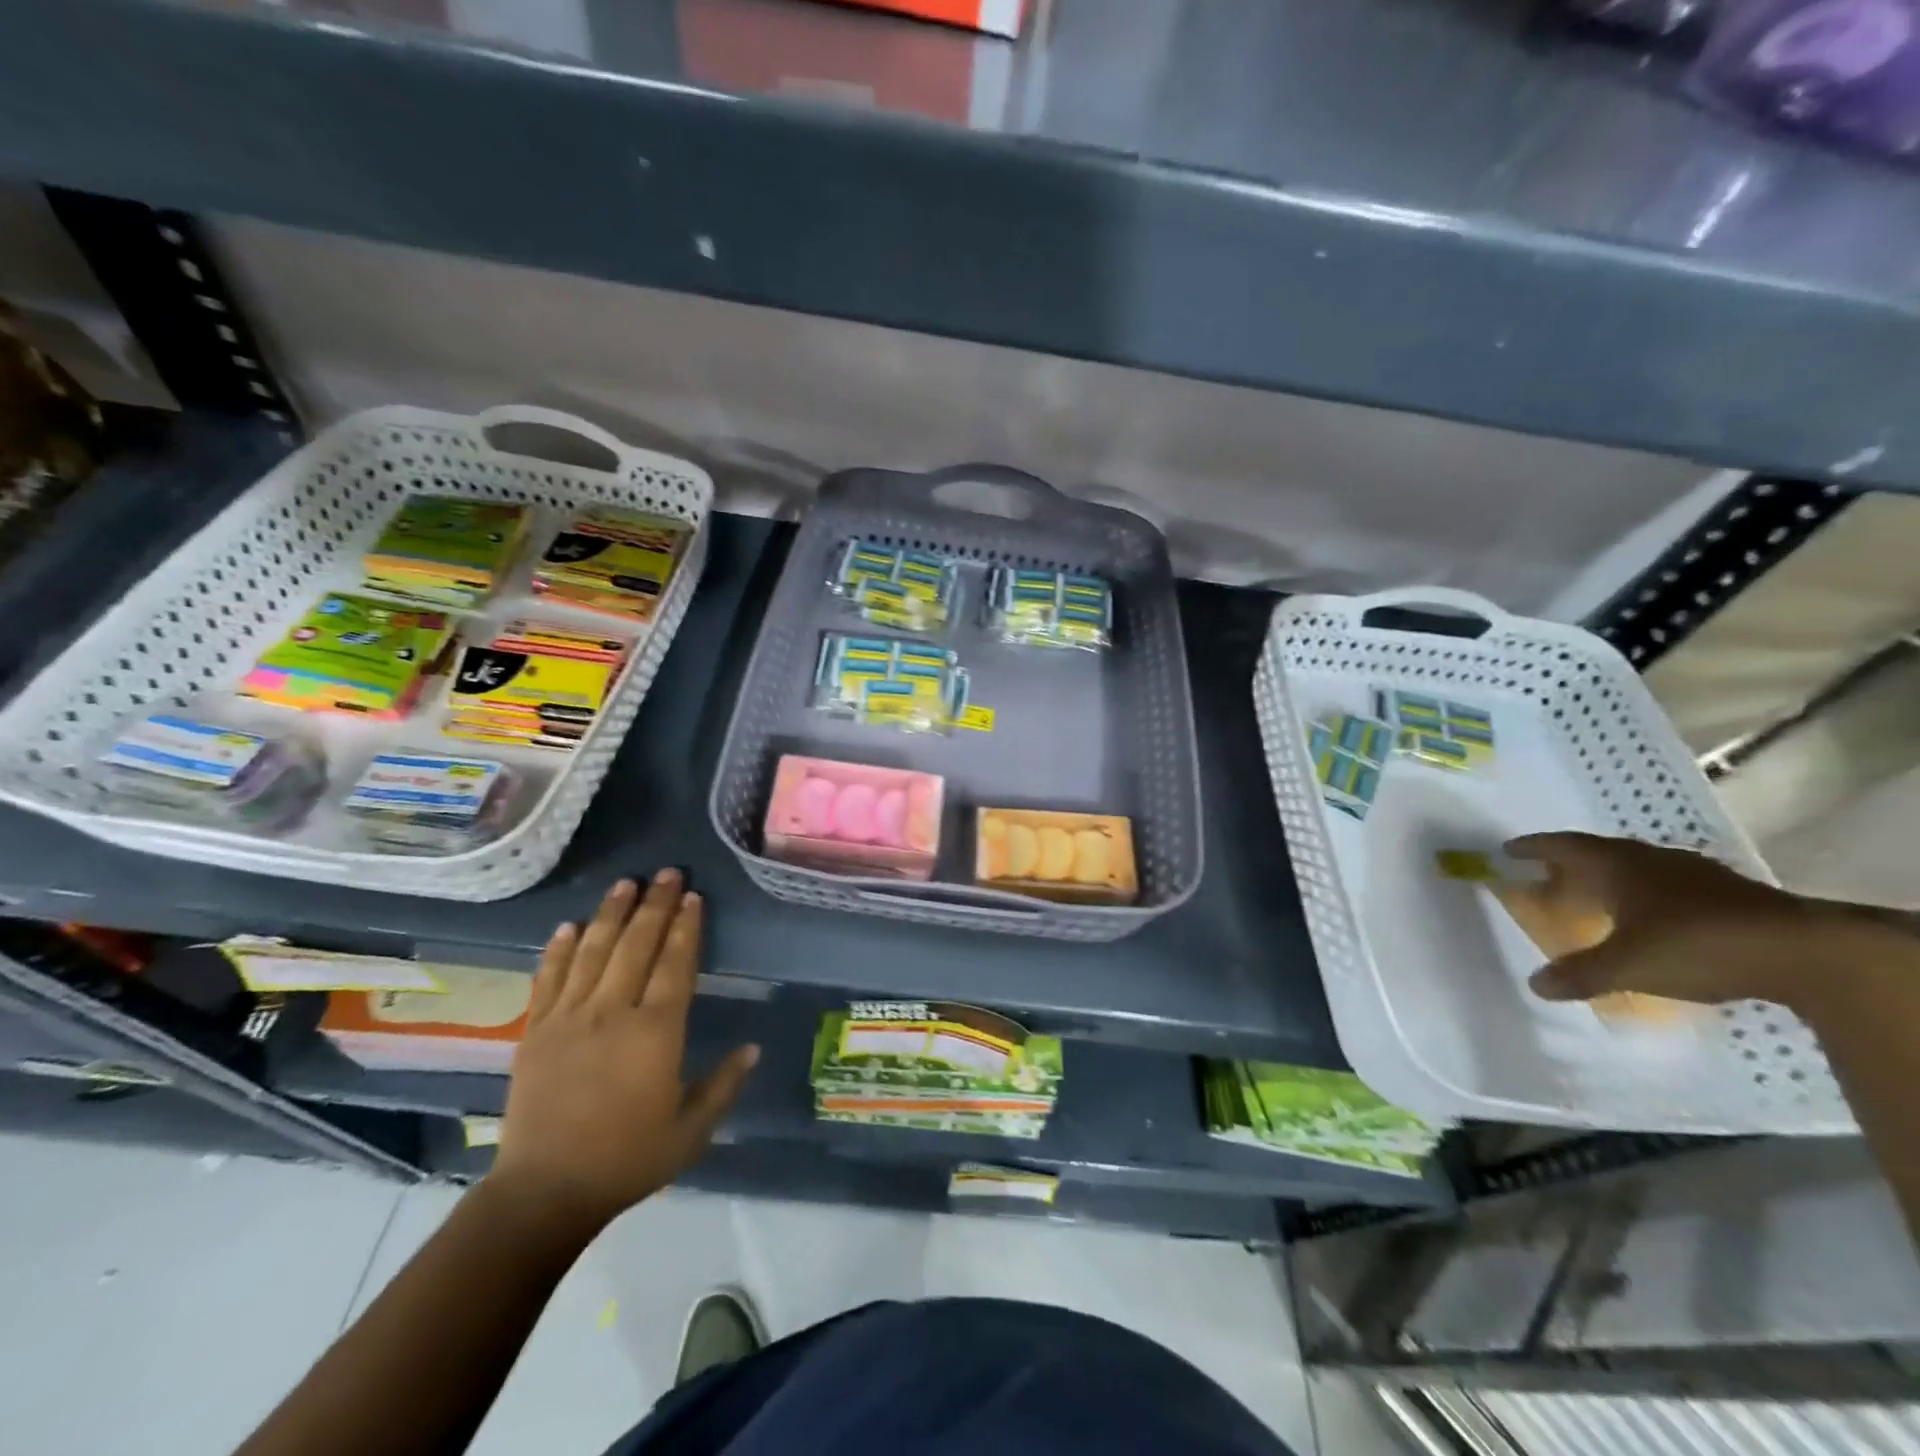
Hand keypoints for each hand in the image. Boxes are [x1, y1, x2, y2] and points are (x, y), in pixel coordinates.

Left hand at [492, 871, 757, 1230]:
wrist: (544, 1193)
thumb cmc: (627, 1160)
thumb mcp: (691, 1132)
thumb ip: (723, 1085)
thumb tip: (753, 1048)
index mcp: (656, 1032)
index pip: (675, 964)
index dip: (686, 928)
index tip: (693, 898)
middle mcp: (613, 1013)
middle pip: (636, 946)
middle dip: (654, 906)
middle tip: (667, 873)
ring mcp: (569, 1019)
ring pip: (594, 952)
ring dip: (611, 914)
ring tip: (625, 883)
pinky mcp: (535, 1032)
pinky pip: (549, 979)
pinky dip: (559, 949)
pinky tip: (569, 926)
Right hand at [1506, 832, 1878, 1012]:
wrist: (1806, 953)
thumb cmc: (1697, 946)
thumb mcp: (1629, 966)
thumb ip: (1580, 973)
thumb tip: (1534, 984)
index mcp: (1617, 866)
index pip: (1563, 847)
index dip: (1533, 848)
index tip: (1508, 850)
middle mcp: (1648, 860)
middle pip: (1597, 855)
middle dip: (1567, 866)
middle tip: (1545, 879)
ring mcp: (1692, 874)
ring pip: (1635, 869)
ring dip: (1608, 880)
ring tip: (1593, 899)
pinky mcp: (1727, 894)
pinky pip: (1666, 885)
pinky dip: (1644, 896)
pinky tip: (1648, 917)